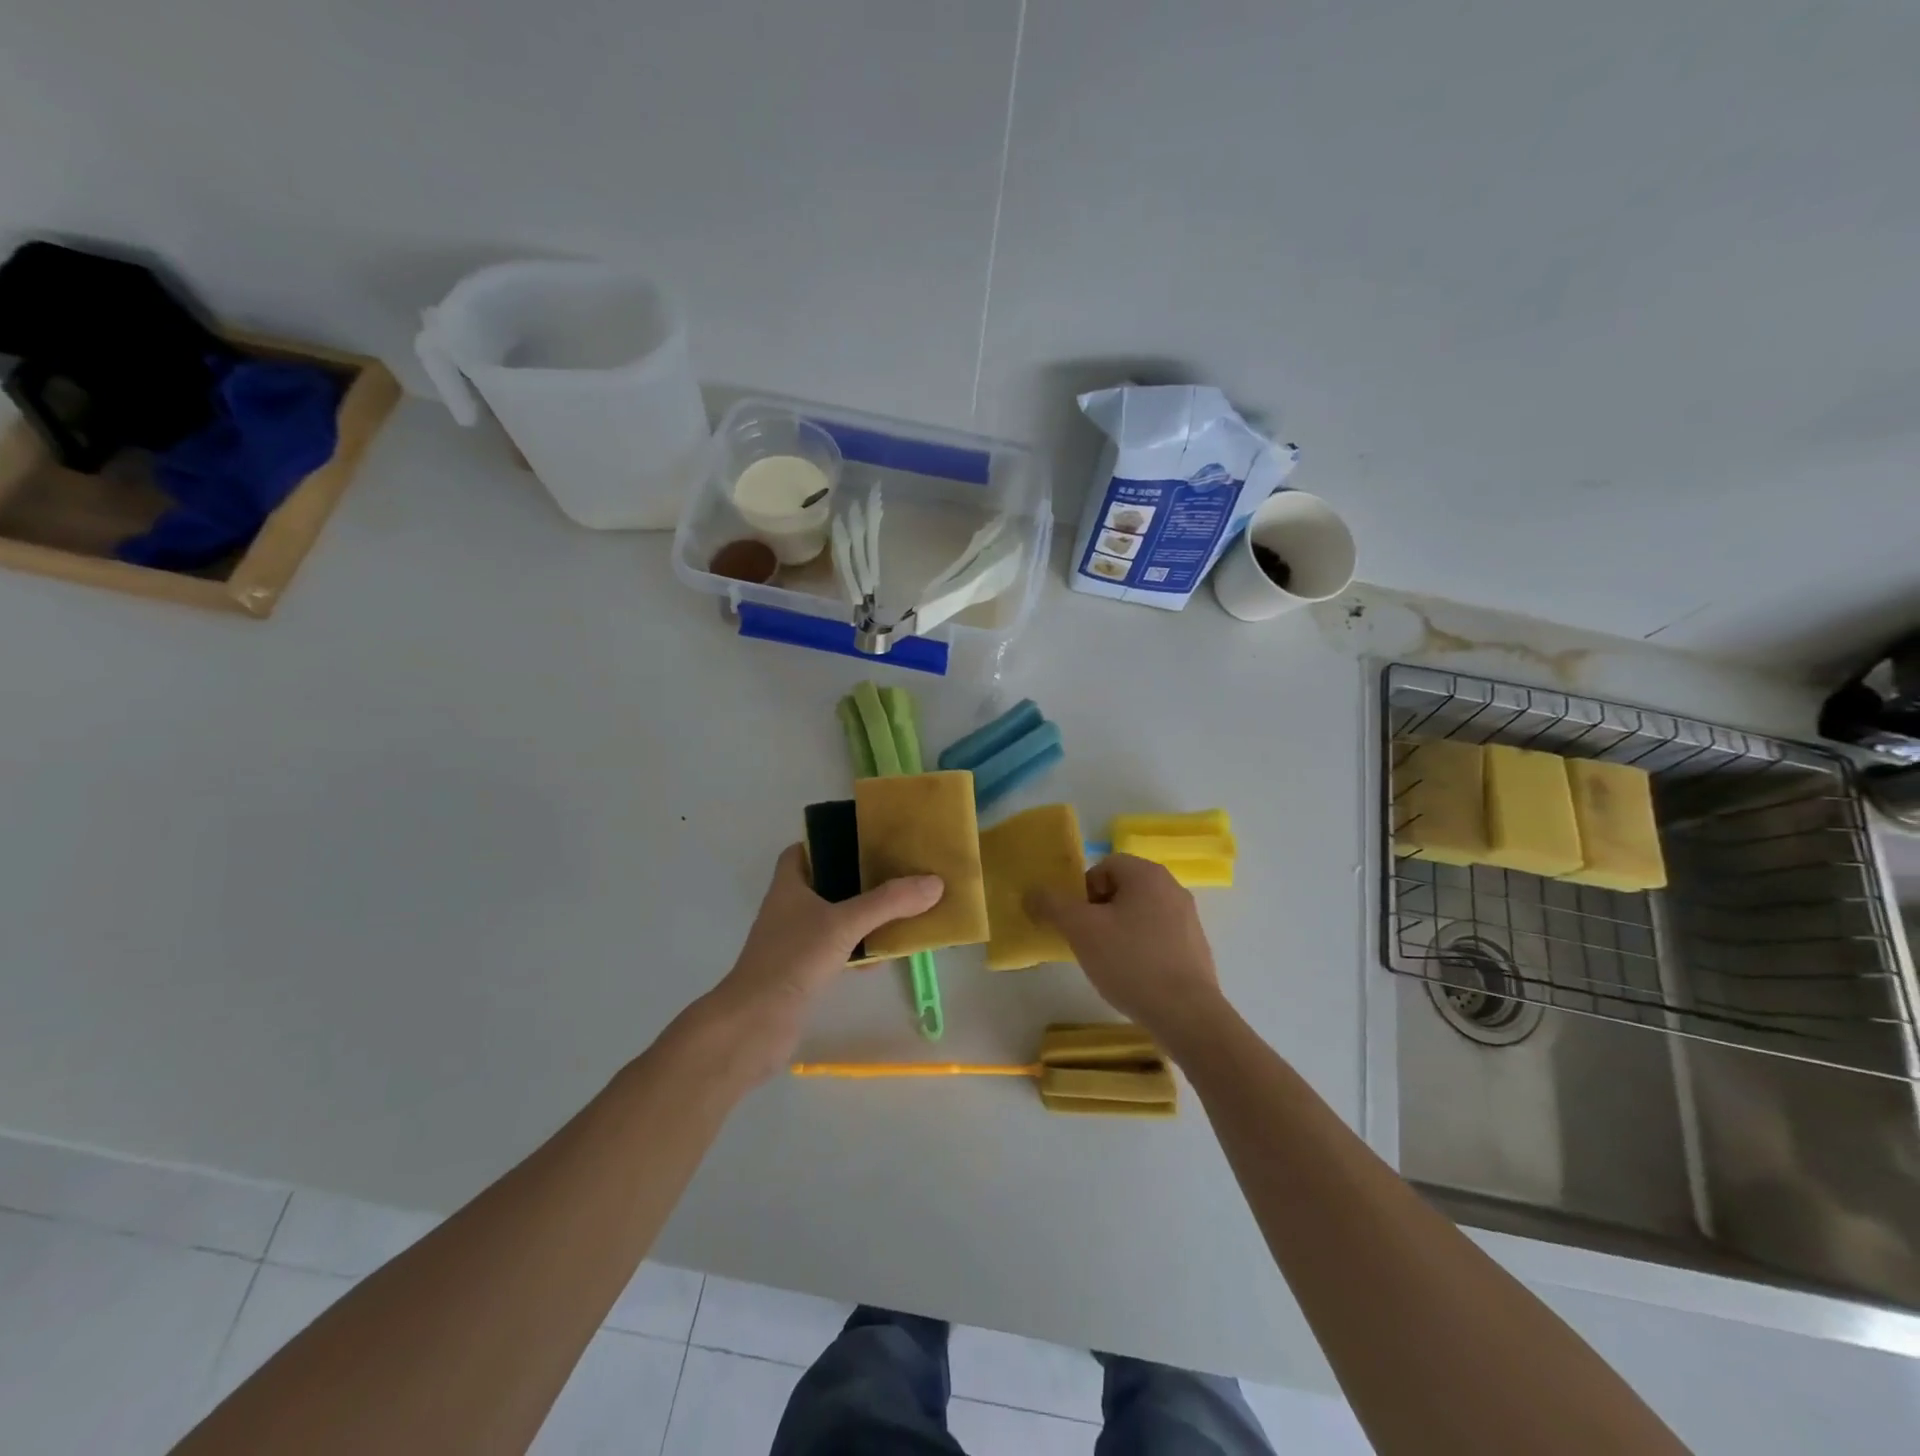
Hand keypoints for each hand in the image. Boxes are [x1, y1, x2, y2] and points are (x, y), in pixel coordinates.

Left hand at [702, 844, 942, 1079]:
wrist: (756, 1024)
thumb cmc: (793, 959)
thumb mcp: (845, 924)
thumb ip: (889, 903)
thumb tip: (934, 882)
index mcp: (789, 886)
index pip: (802, 851)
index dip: (828, 842)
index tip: (863, 841)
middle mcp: (788, 909)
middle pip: (824, 883)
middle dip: (857, 879)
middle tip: (893, 872)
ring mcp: (794, 942)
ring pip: (833, 919)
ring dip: (861, 916)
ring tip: (899, 909)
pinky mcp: (802, 972)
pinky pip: (836, 951)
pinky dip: (858, 950)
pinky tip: (883, 956)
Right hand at [1027, 854, 1225, 1044]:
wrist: (1187, 1015)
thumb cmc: (1131, 962)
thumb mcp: (1081, 930)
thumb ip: (1053, 905)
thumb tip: (1032, 892)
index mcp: (1147, 874)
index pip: (1104, 866)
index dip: (1084, 891)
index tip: (1078, 922)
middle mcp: (1172, 888)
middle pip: (1122, 889)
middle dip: (1099, 912)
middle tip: (1088, 941)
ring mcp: (1188, 919)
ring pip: (1140, 914)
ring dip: (1119, 931)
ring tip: (1109, 962)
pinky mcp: (1196, 948)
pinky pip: (1158, 937)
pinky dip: (1141, 950)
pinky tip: (1134, 977)